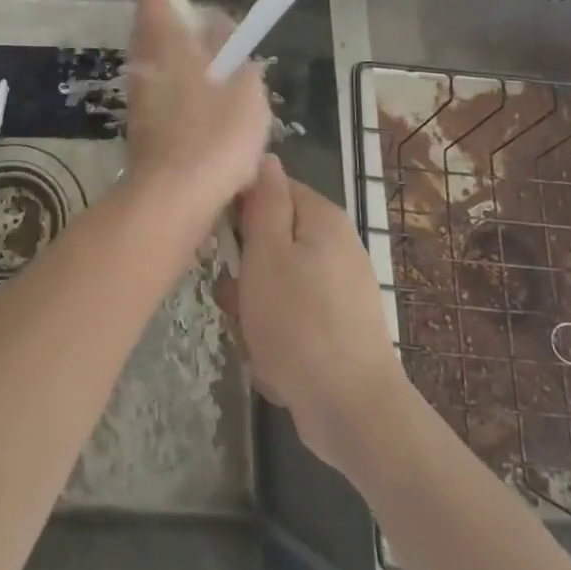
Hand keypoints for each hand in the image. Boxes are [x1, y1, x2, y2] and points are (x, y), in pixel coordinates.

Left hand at [122, 0, 271, 222]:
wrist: (174, 197)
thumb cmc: (216, 135)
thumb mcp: (246, 88)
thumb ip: (238, 56)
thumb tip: (225, 38)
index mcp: (165, 41)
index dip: (182, 2)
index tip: (210, 24)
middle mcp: (143, 62)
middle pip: (159, 33)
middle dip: (191, 41)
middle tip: (226, 61)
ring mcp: (137, 95)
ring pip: (161, 67)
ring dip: (188, 72)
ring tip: (225, 95)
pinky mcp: (140, 125)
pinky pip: (161, 97)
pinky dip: (182, 100)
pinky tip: (209, 124)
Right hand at [216, 156, 409, 473]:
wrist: (352, 412)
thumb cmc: (299, 323)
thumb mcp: (267, 254)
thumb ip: (264, 202)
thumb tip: (266, 157)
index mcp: (322, 219)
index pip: (269, 188)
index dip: (238, 208)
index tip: (218, 238)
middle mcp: (334, 246)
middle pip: (268, 240)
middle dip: (244, 272)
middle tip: (237, 298)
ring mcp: (336, 290)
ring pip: (272, 284)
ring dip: (253, 312)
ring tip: (255, 338)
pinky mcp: (334, 328)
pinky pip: (288, 319)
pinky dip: (274, 338)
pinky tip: (274, 364)